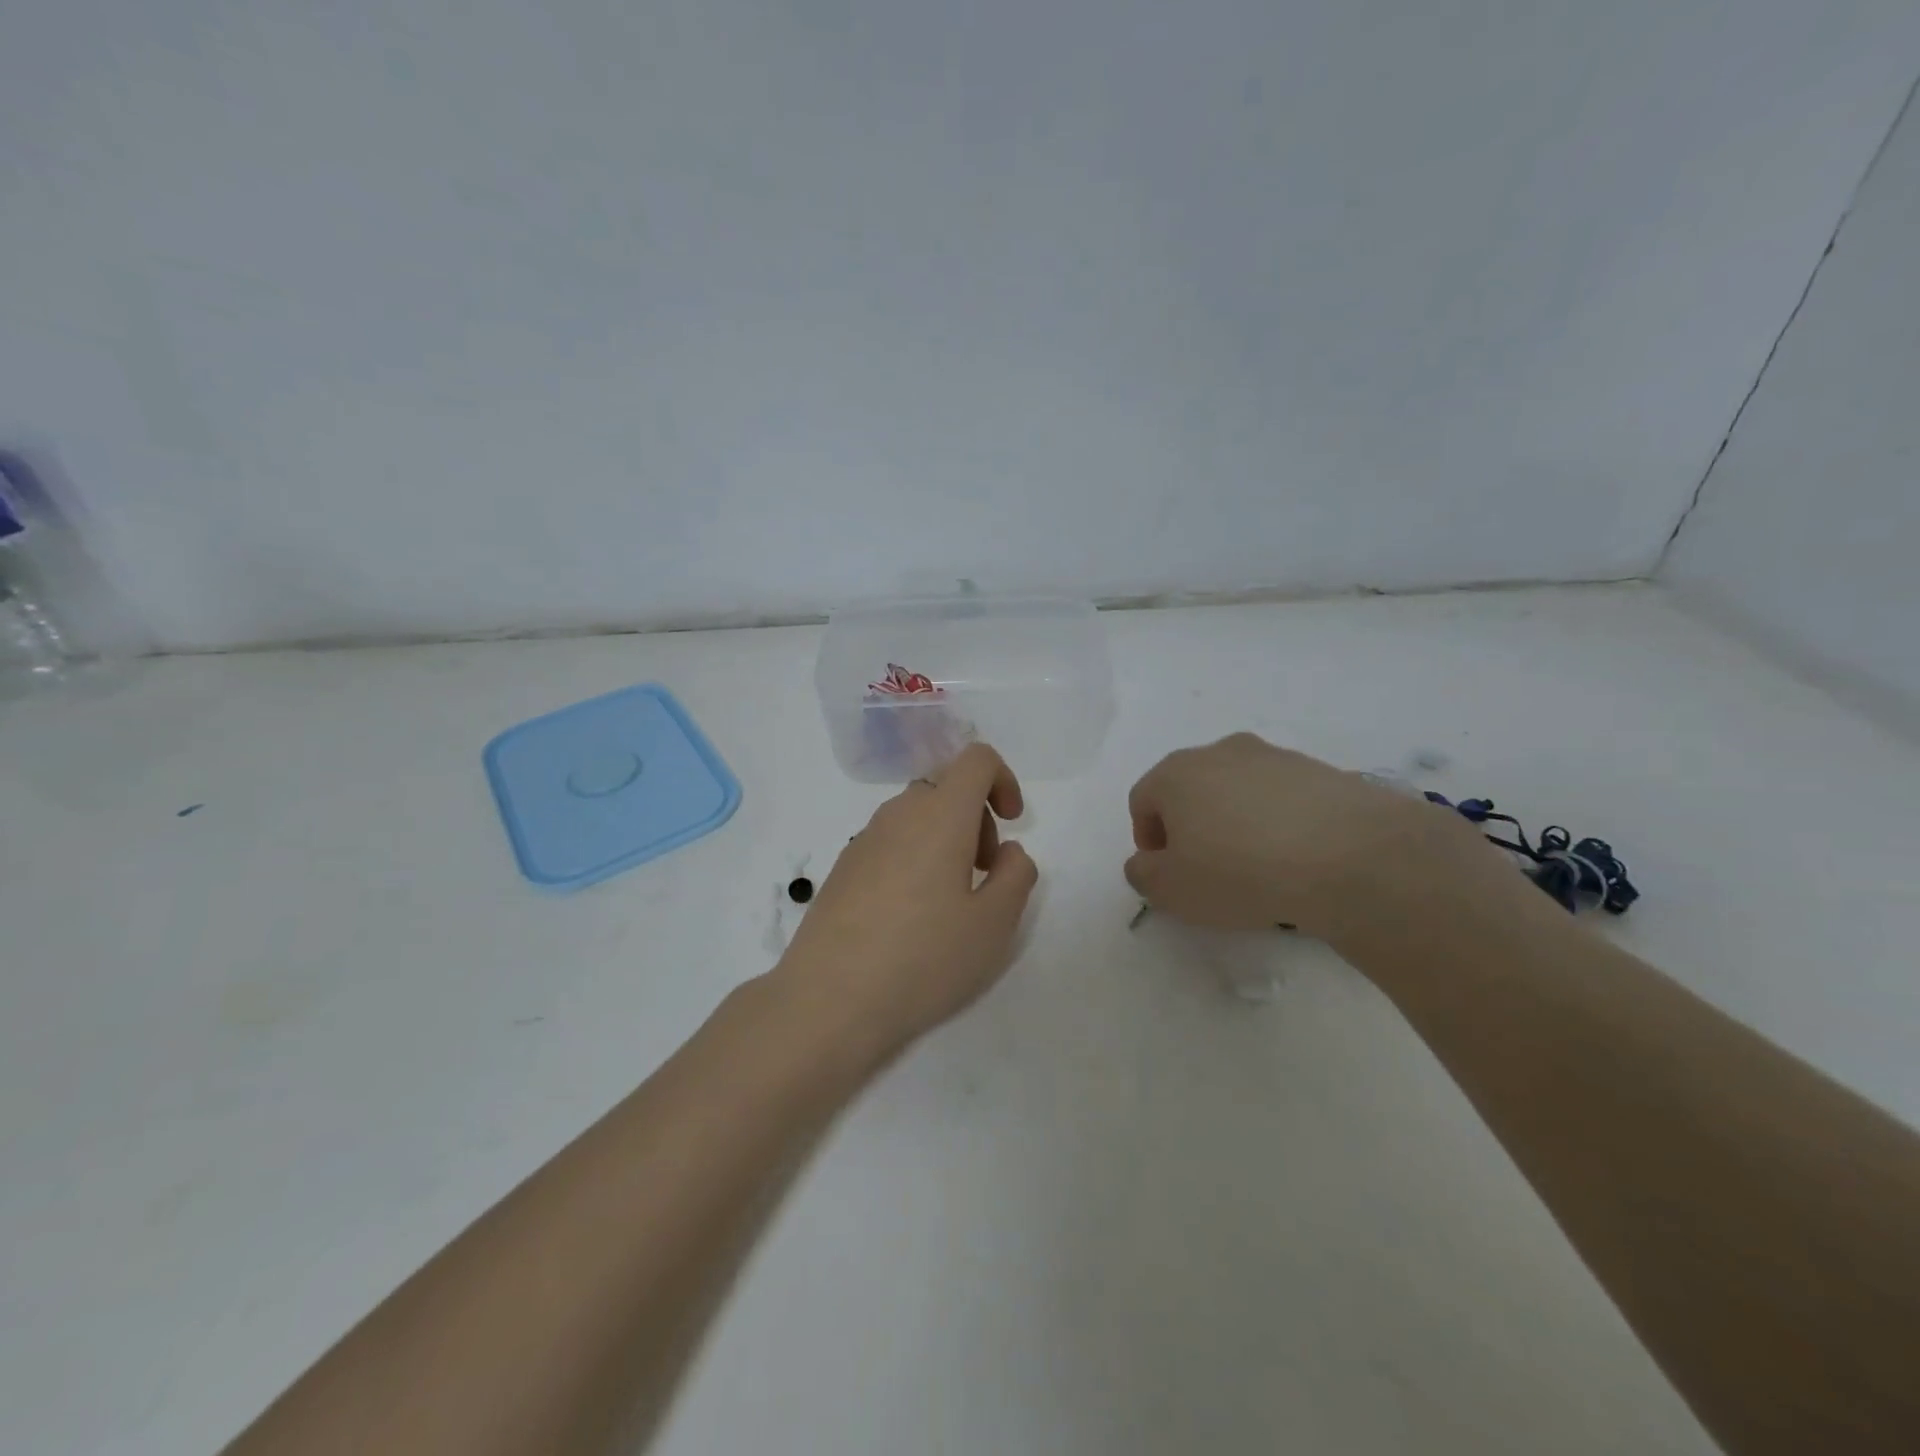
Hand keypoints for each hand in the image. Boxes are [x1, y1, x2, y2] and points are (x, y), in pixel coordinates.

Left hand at [775, 743, 1038, 1055]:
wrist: (827, 1000)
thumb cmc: (922, 959)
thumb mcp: (993, 925)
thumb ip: (1015, 876)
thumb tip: (1008, 851)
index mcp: (940, 815)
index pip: (976, 759)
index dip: (1003, 780)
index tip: (1011, 824)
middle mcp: (899, 814)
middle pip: (946, 787)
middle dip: (976, 818)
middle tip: (983, 874)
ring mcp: (864, 839)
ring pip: (916, 815)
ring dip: (945, 839)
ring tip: (949, 902)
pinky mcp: (843, 867)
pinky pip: (890, 842)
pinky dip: (914, 857)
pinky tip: (910, 917)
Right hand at [1125, 733, 1493, 941]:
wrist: (1351, 856)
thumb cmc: (1240, 871)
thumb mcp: (1172, 890)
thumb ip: (1143, 874)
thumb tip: (1146, 863)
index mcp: (1175, 772)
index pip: (1143, 801)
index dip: (1148, 841)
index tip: (1169, 874)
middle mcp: (1219, 752)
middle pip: (1189, 790)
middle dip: (1191, 828)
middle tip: (1208, 870)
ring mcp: (1273, 756)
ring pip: (1237, 791)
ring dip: (1235, 822)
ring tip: (1258, 866)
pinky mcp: (1319, 770)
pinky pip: (1282, 798)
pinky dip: (1278, 822)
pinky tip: (1296, 857)